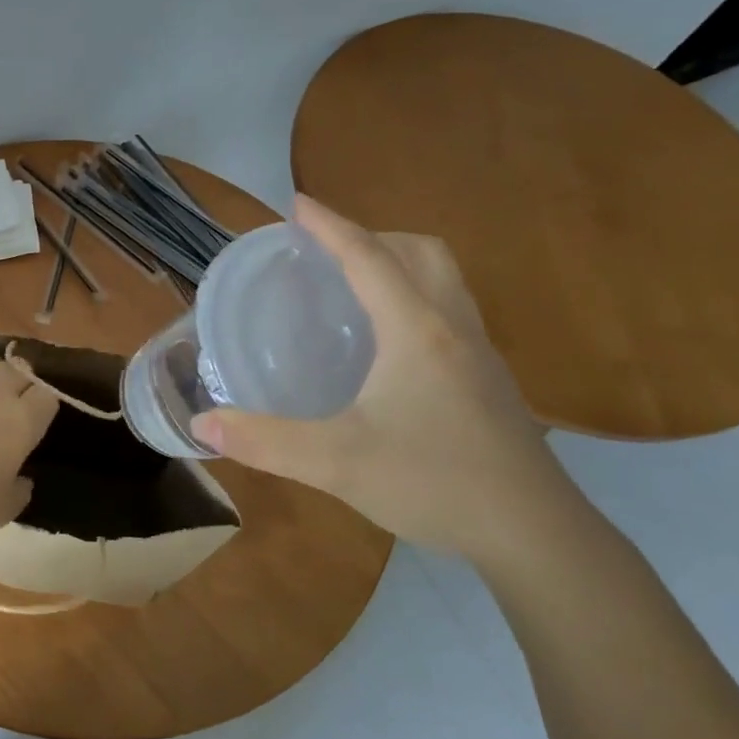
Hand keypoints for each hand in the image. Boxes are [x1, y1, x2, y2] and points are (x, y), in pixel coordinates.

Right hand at [191, 195, 573, 561]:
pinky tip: (390, 345)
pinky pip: (451, 312)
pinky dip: (417, 299)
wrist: (535, 534)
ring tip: (356, 285)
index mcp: (416, 332)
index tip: (297, 204)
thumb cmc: (434, 483)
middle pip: (421, 253)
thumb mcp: (337, 462)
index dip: (331, 226)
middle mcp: (453, 329)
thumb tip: (203, 423)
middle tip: (328, 251)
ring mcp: (480, 355)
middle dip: (373, 236)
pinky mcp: (489, 382)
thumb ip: (266, 441)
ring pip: (445, 280)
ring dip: (401, 264)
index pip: (369, 258)